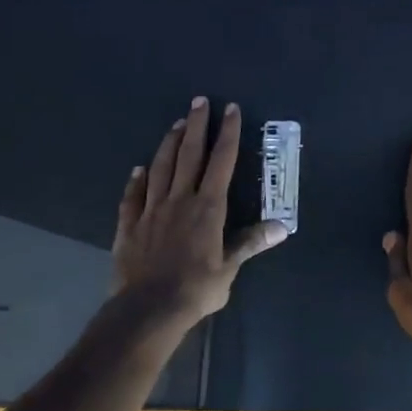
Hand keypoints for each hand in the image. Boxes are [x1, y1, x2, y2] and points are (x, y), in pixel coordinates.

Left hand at [111, 97, 287, 330]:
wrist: (148, 309)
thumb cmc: (195, 289)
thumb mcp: (229, 268)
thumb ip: (250, 243)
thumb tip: (282, 227)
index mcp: (208, 208)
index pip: (221, 162)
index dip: (227, 134)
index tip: (230, 109)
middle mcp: (179, 200)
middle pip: (189, 155)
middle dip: (197, 126)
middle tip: (199, 101)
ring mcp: (151, 210)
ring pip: (161, 168)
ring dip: (169, 144)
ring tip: (176, 124)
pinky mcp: (129, 225)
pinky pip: (132, 197)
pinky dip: (136, 181)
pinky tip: (138, 169)